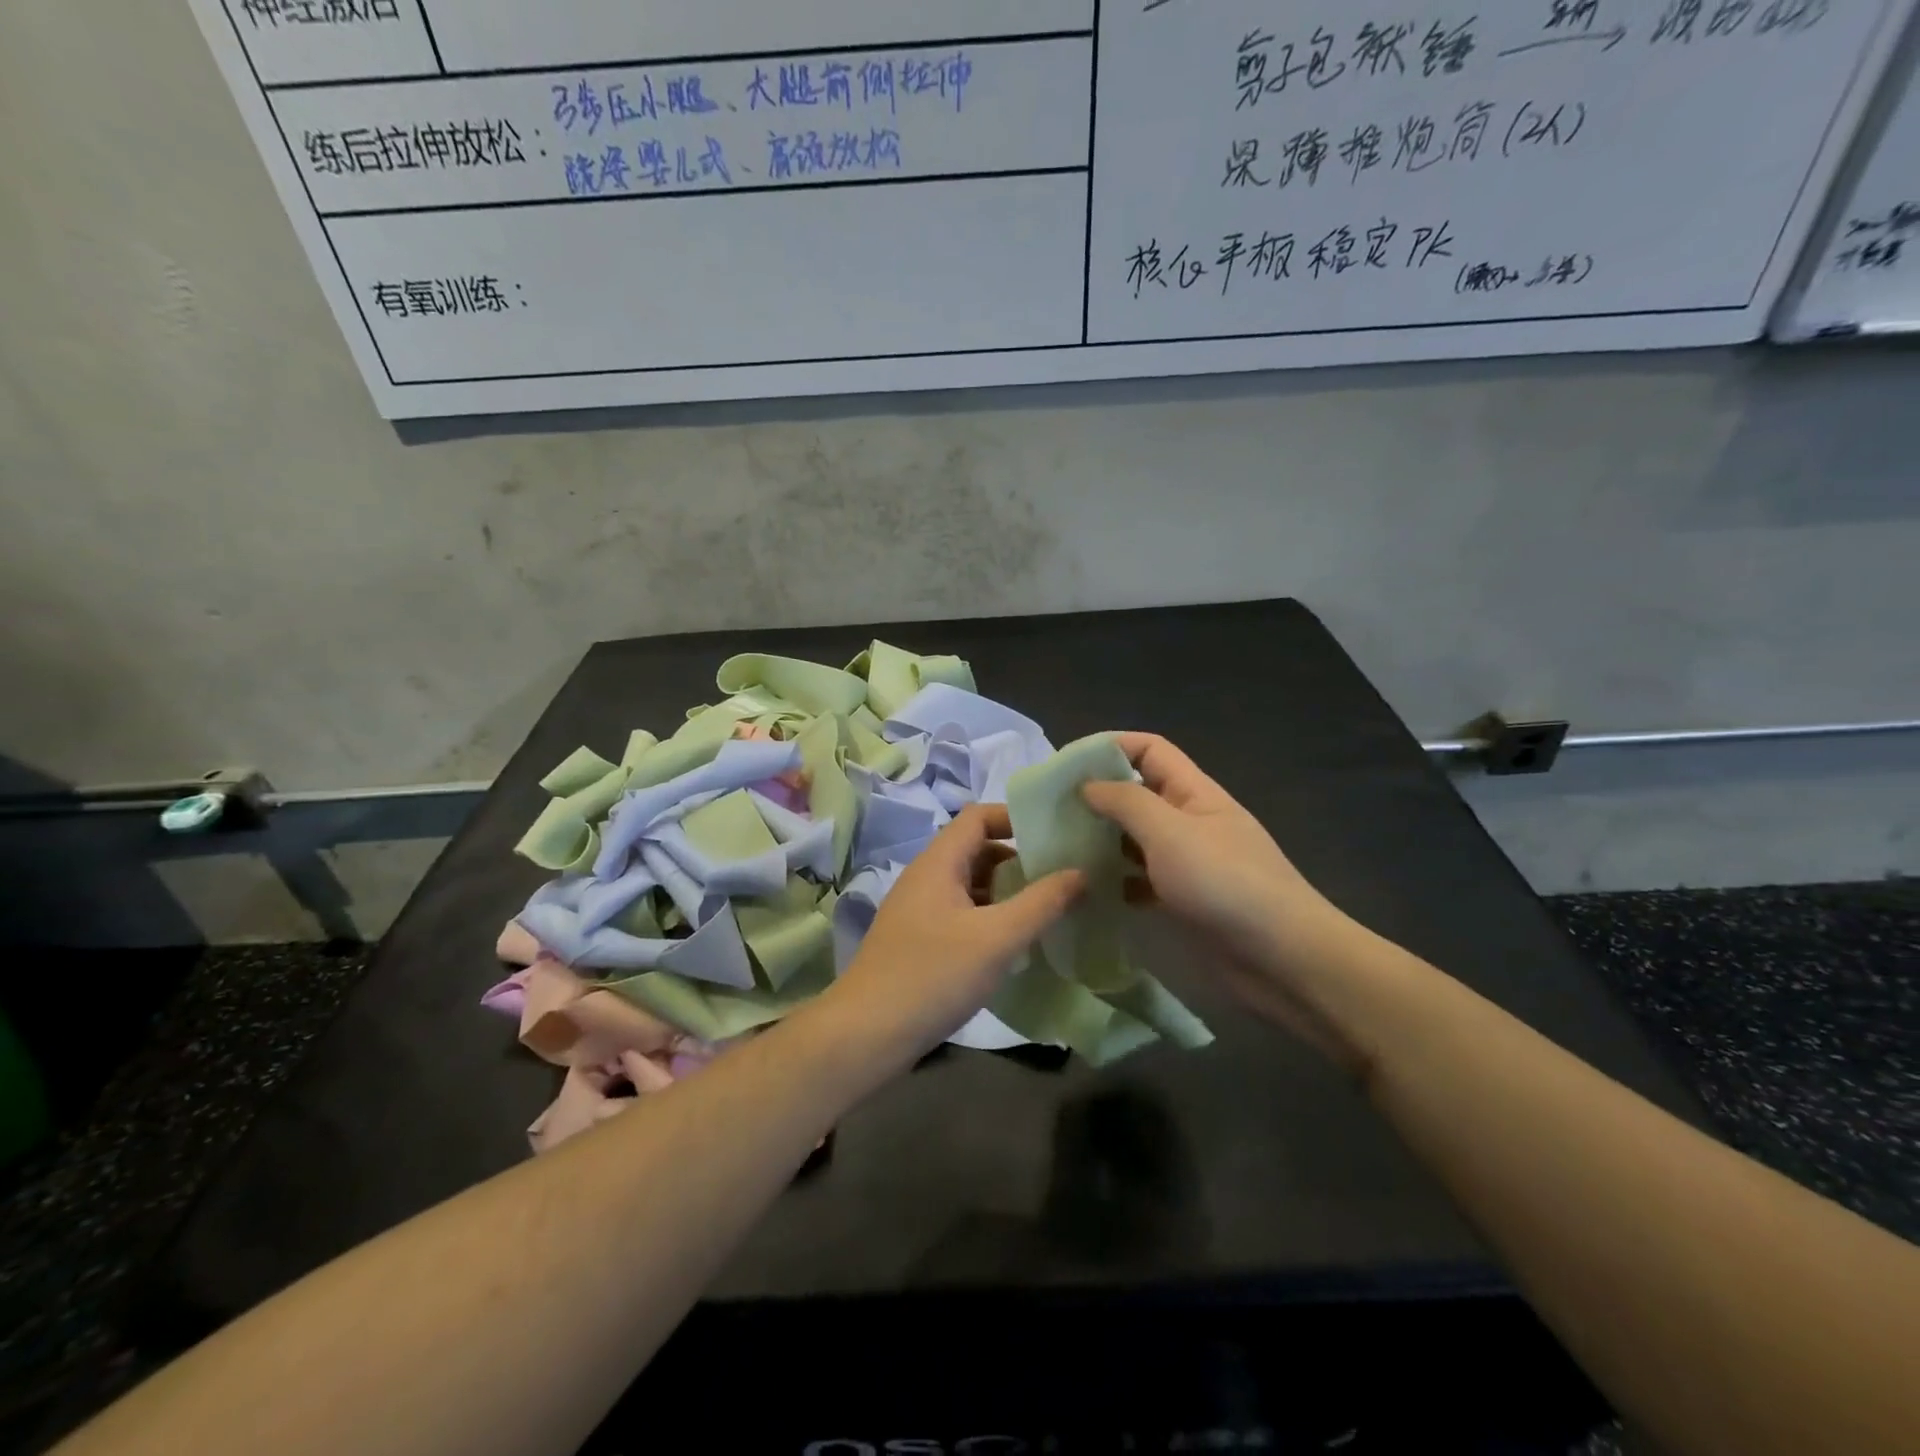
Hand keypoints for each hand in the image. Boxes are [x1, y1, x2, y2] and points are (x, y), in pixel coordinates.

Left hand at [820, 805, 1083, 1070]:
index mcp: (938, 863)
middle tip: (1060, 876)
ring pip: (969, 884)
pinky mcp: (918, 940)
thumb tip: (1081, 872)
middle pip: (975, 849)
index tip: (1054, 835)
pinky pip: (960, 912)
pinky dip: (989, 916)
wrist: (867, 1034)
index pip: (978, 816)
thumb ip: (1041, 903)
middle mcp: (925, 877)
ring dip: (1005, 891)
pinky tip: (1012, 943)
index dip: (1015, 817)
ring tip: (1046, 909)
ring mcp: (918, 910)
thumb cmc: (934, 976)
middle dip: (1017, 859)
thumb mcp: (997, 938)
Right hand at [1082, 734, 1364, 1060]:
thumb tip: (1087, 785)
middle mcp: (1189, 821)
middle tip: (1050, 813)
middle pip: (1138, 794)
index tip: (1066, 765)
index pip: (1150, 750)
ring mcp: (1187, 863)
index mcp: (1194, 792)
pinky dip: (1117, 881)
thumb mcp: (1171, 833)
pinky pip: (1140, 879)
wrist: (1283, 960)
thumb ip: (1126, 802)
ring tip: (1060, 851)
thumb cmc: (1226, 884)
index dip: (1110, 747)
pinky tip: (1091, 891)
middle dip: (1097, 797)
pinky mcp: (1183, 900)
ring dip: (1102, 841)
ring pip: (1135, 839)